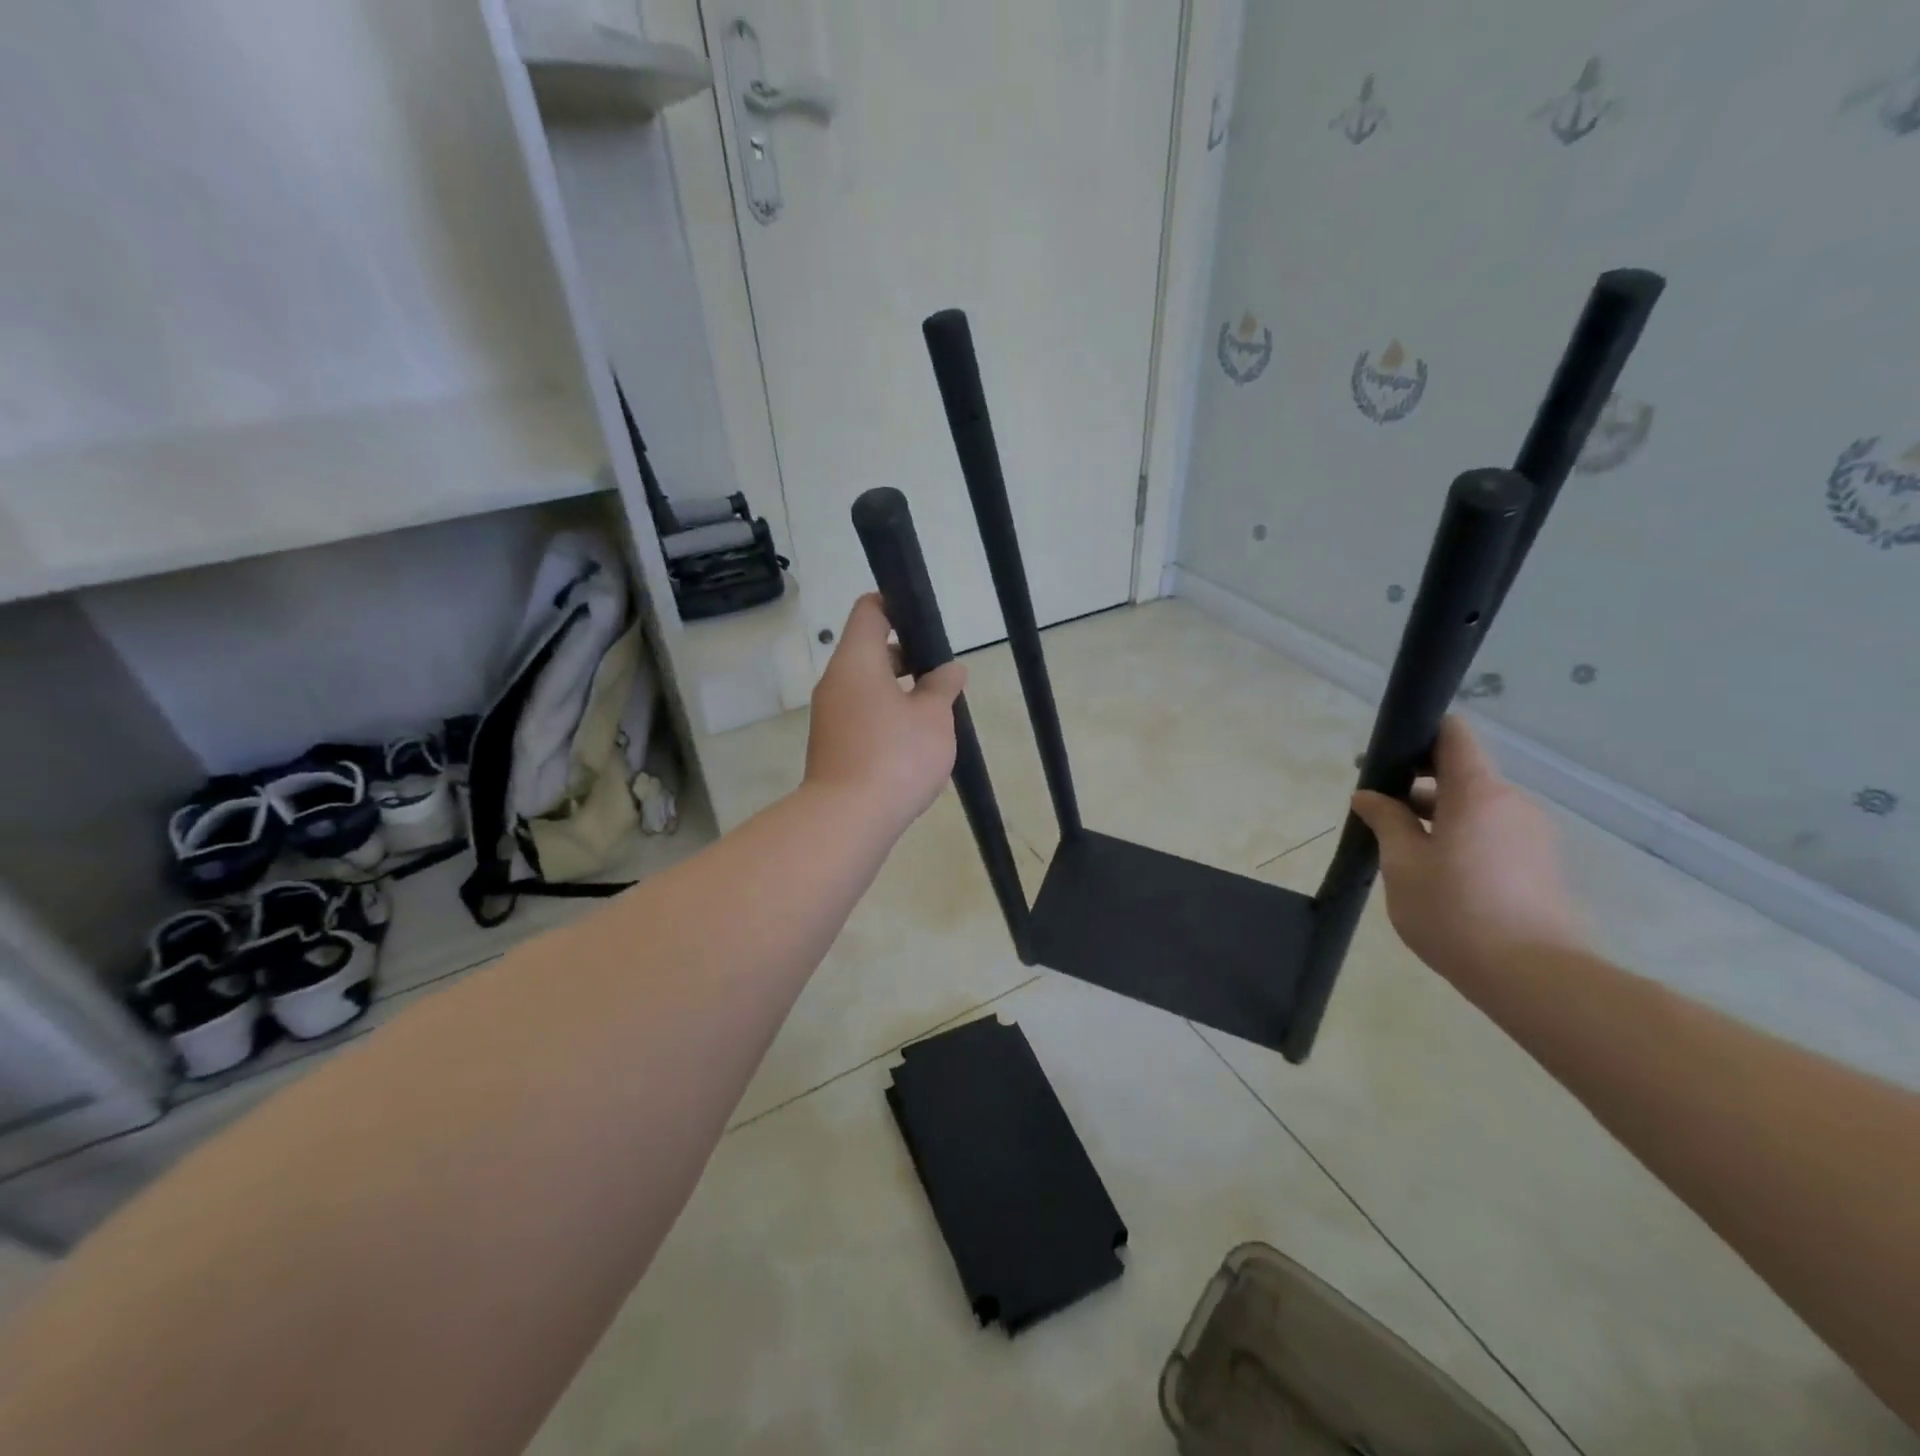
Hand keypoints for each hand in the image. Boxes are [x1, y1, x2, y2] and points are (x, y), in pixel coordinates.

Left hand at [805, 594, 966, 832]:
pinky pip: (860, 715)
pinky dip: (885, 716)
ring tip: (933, 712)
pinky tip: (911, 742)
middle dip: (906, 656)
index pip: (869, 610)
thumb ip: (942, 687)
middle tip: (940, 674)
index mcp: (856, 661)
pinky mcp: (831, 745)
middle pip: (868, 650)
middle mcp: (835, 682)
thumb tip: (950, 670)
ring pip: (866, 686)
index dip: (897, 605)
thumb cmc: (896, 756)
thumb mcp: (934, 717)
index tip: (925, 622)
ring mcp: (829, 715)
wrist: (847, 819)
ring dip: (898, 691)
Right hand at [1351, 715, 1586, 985]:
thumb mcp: (1403, 864)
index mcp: (1479, 792)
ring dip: (1438, 816)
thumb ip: (1386, 821)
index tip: (1387, 757)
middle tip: (1377, 811)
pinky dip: (1461, 838)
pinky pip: (1492, 834)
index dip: (1420, 734)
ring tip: (1401, 848)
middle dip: (1418, 785)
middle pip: (1461, 774)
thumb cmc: (1455, 911)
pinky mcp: (1541, 865)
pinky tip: (1435, 873)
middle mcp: (1513, 803)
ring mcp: (1533, 835)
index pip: (1454, 735)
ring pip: (1475, 807)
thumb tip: (1369, 796)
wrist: (1534, 978)